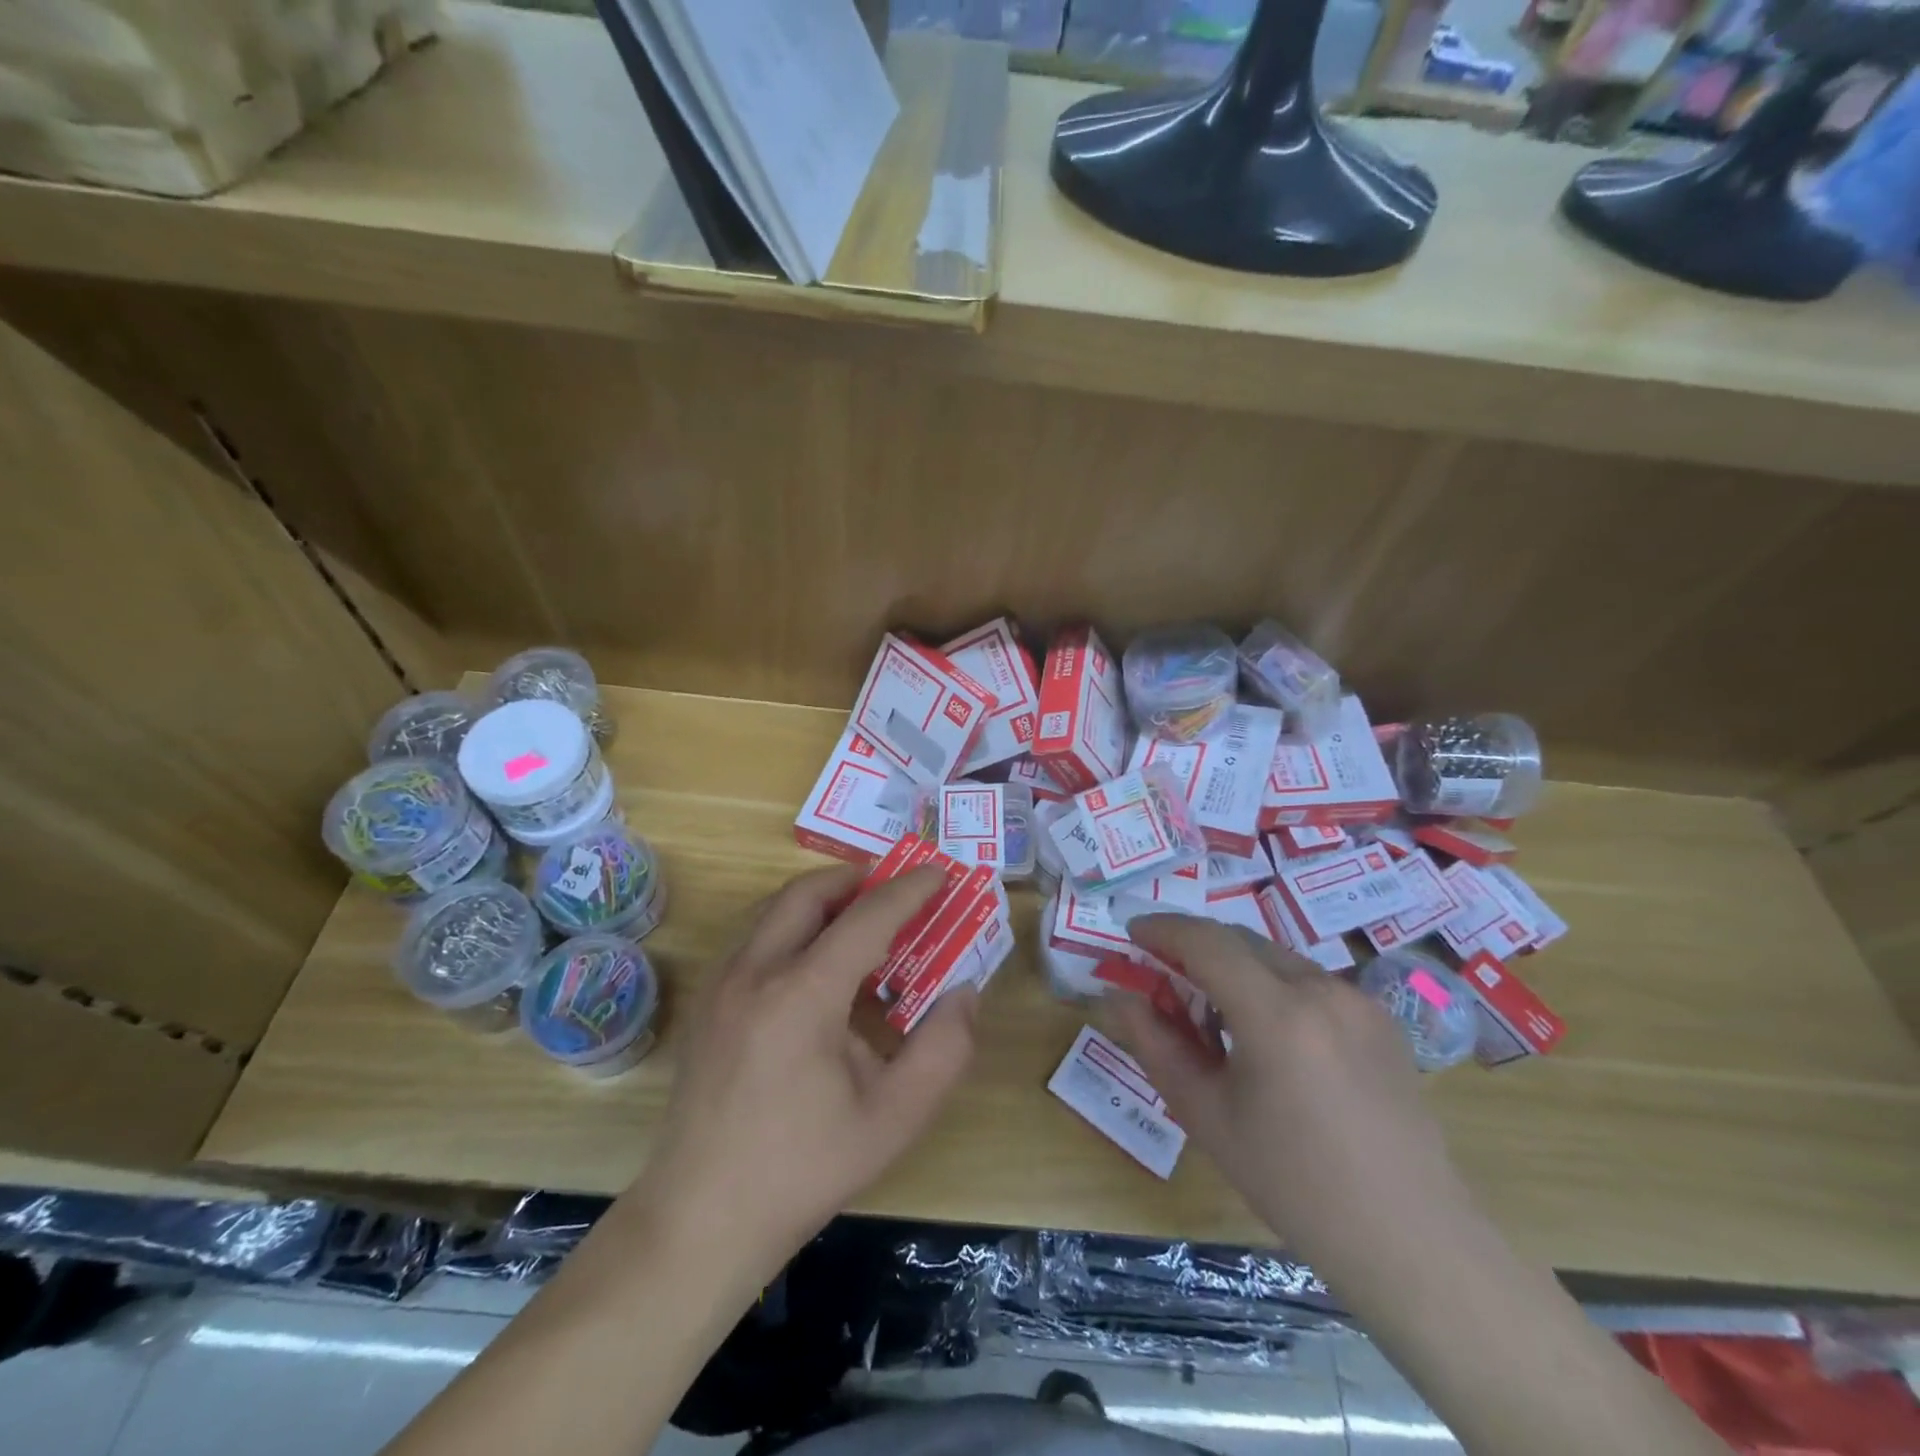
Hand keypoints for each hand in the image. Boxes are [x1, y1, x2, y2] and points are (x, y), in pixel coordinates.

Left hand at [630, 863, 977, 1279]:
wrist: (701, 1220)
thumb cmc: (804, 1170)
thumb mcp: (893, 1119)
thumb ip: (943, 1050)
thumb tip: (965, 993)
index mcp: (802, 995)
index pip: (866, 917)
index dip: (908, 891)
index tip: (940, 873)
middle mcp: (754, 972)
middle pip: (808, 893)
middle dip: (857, 880)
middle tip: (895, 893)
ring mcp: (721, 985)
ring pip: (774, 910)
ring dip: (821, 901)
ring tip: (860, 923)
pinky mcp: (707, 1003)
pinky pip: (755, 937)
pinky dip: (792, 926)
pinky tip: (816, 969)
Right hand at [1107, 915, 1473, 1258]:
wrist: (1408, 1239)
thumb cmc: (1291, 1182)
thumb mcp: (1204, 1114)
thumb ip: (1154, 1044)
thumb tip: (1119, 996)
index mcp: (1276, 1014)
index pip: (1206, 941)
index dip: (1163, 928)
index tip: (1133, 932)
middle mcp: (1321, 989)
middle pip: (1240, 940)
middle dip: (1195, 946)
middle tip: (1164, 976)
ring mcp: (1359, 1000)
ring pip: (1276, 958)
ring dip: (1235, 966)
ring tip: (1215, 1014)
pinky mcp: (1382, 1018)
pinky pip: (1311, 982)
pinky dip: (1274, 986)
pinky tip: (1270, 1036)